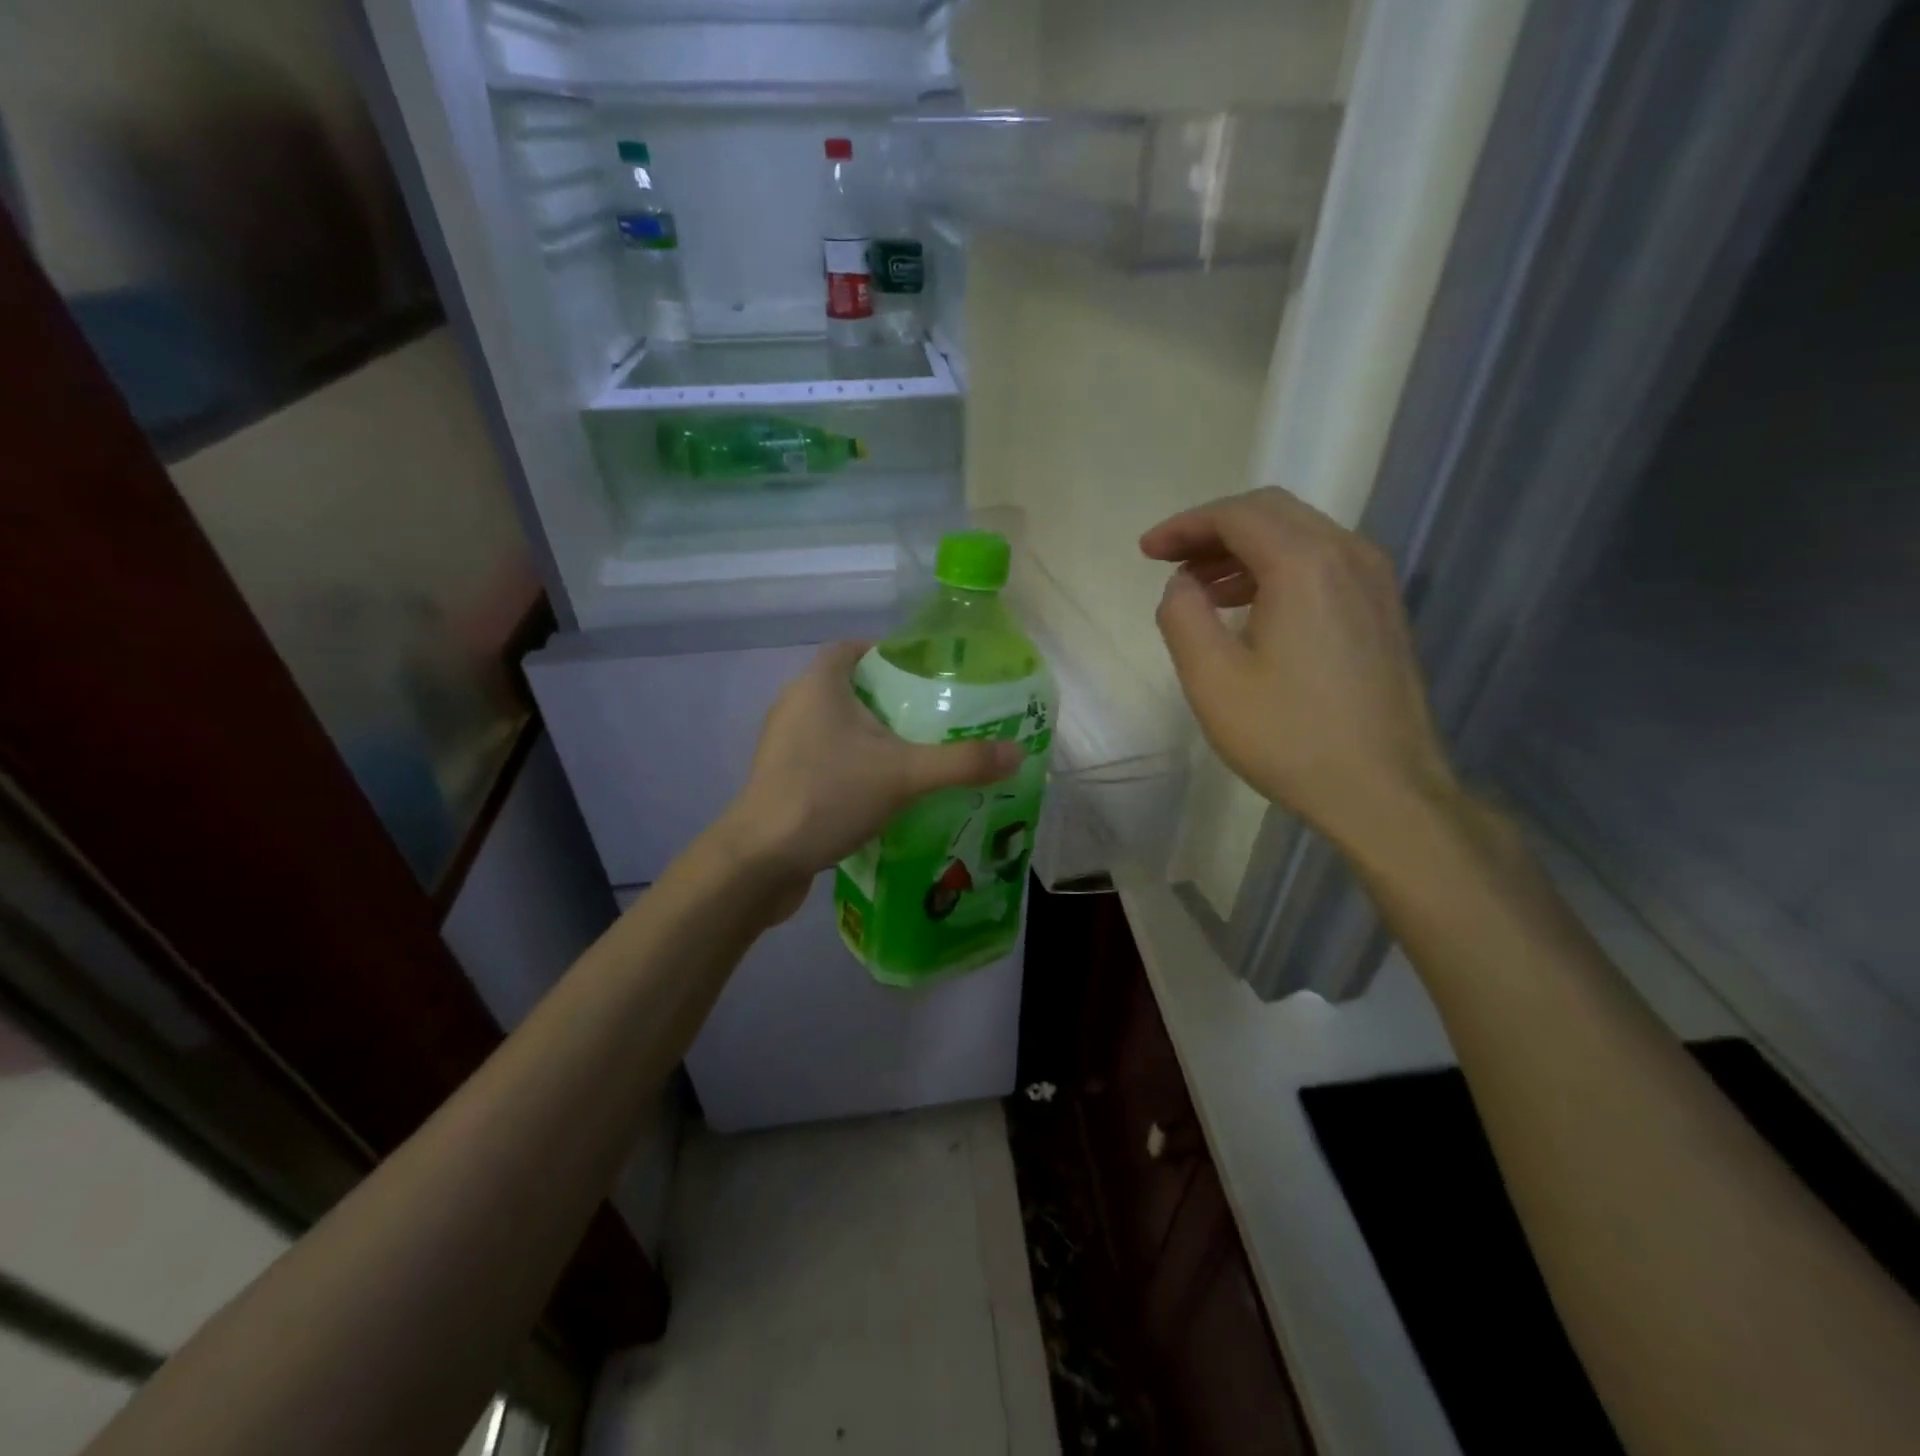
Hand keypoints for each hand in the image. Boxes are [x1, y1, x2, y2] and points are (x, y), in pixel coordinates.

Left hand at [712, 641, 1023, 909]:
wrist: (760, 860)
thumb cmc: (828, 795)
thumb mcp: (904, 775)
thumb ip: (962, 762)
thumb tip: (1017, 752)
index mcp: (818, 684)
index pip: (853, 648)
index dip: (887, 653)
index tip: (925, 673)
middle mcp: (794, 704)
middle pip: (848, 687)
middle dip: (888, 700)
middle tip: (933, 718)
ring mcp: (783, 744)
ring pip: (835, 726)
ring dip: (869, 736)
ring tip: (914, 755)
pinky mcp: (780, 779)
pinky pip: (824, 758)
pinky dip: (852, 765)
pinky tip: (880, 792)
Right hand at [1141, 487, 1459, 851]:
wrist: (1383, 790)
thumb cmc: (1288, 736)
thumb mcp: (1212, 680)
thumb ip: (1182, 616)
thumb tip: (1183, 584)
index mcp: (1304, 564)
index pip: (1236, 515)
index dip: (1184, 525)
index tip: (1147, 551)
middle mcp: (1347, 555)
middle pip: (1271, 513)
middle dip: (1213, 529)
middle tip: (1170, 561)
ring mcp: (1373, 580)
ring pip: (1300, 535)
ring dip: (1245, 549)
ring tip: (1201, 588)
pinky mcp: (1382, 608)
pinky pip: (1323, 563)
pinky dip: (1277, 568)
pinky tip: (1251, 607)